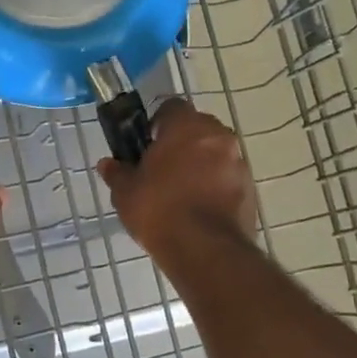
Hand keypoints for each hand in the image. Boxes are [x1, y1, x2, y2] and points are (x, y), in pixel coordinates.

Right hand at [97, 99, 256, 259]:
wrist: (204, 250)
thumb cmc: (159, 210)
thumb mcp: (126, 193)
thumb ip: (117, 173)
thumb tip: (107, 164)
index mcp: (186, 126)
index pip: (172, 107)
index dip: (157, 123)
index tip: (146, 144)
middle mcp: (218, 136)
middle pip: (197, 129)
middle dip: (182, 143)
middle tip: (162, 169)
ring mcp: (239, 161)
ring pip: (216, 153)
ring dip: (201, 164)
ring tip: (181, 193)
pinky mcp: (250, 188)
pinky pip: (228, 177)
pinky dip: (215, 185)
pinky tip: (199, 208)